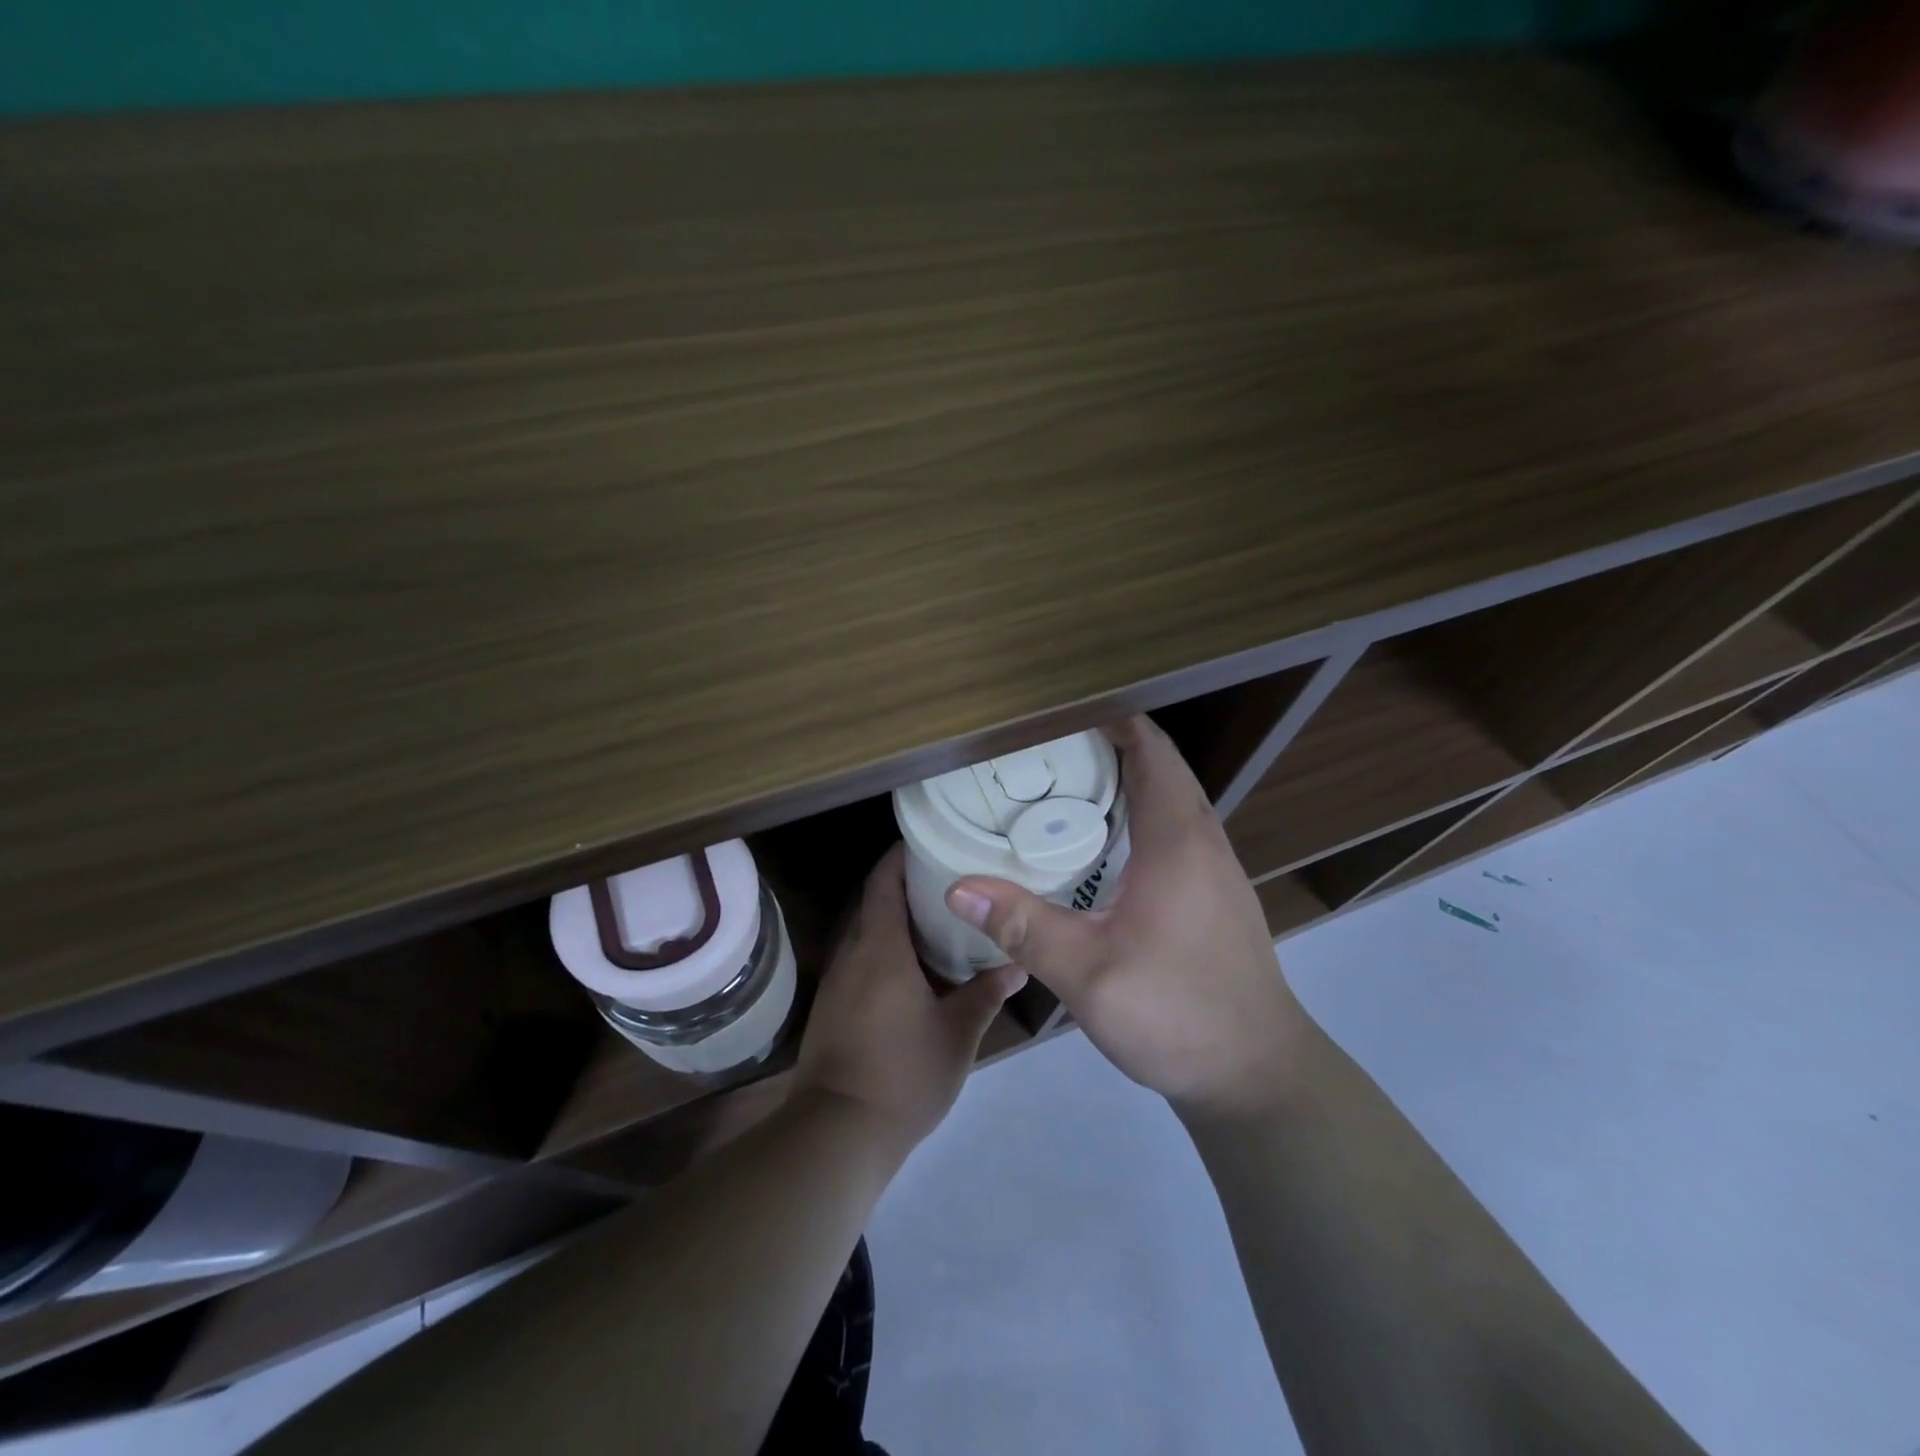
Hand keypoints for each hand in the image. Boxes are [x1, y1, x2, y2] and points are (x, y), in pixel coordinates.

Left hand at [794, 844, 1026, 1159]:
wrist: (838, 1132)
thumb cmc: (903, 1073)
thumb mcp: (957, 1034)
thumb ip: (985, 994)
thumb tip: (1017, 966)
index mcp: (880, 949)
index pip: (883, 883)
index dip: (899, 857)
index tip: (926, 842)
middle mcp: (852, 955)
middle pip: (872, 904)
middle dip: (902, 887)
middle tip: (945, 880)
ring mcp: (837, 983)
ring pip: (864, 934)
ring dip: (892, 922)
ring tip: (935, 920)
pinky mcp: (831, 1008)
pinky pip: (858, 962)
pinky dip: (882, 952)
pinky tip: (911, 969)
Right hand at [944, 715, 1305, 1115]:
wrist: (1257, 1074)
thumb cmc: (1178, 1014)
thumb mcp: (1089, 974)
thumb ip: (1024, 926)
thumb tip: (958, 888)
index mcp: (1178, 837)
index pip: (1149, 747)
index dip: (1105, 717)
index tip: (1051, 713)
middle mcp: (1203, 838)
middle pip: (1157, 764)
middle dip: (1103, 744)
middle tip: (1039, 749)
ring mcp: (1213, 866)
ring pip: (1167, 797)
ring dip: (1121, 779)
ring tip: (1057, 785)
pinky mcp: (1212, 893)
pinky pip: (1171, 828)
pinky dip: (1134, 814)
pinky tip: (1096, 844)